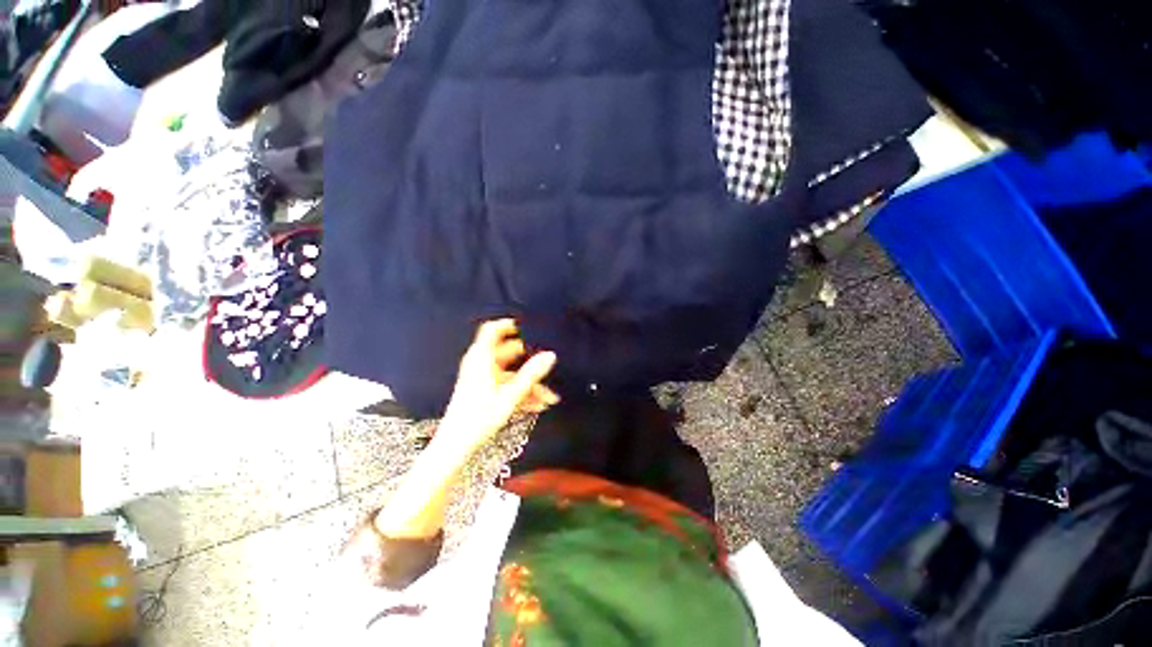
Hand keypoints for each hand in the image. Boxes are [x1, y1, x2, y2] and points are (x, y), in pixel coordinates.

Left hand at [438, 319, 558, 453]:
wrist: (456, 446)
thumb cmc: (479, 418)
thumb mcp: (511, 395)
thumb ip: (532, 374)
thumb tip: (550, 355)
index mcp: (482, 359)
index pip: (492, 330)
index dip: (508, 324)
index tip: (527, 326)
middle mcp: (481, 365)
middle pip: (508, 353)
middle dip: (530, 362)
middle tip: (547, 366)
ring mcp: (483, 379)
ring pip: (511, 374)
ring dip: (530, 384)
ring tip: (549, 398)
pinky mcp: (484, 392)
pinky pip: (506, 386)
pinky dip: (521, 393)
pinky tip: (538, 406)